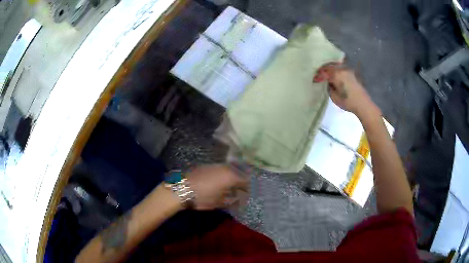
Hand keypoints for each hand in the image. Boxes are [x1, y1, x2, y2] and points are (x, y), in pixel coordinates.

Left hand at [185, 165, 247, 209]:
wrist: (182, 188)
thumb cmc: (203, 197)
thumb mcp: (219, 202)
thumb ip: (232, 200)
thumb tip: (239, 199)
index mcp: (231, 176)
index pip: (245, 181)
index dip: (247, 189)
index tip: (246, 196)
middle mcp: (225, 167)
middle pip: (238, 173)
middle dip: (240, 182)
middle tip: (239, 191)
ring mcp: (215, 165)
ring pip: (229, 170)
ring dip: (231, 177)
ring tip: (230, 187)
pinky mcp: (207, 166)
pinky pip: (220, 169)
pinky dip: (223, 175)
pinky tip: (219, 182)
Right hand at [314, 64, 373, 114]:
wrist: (363, 104)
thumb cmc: (348, 102)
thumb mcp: (334, 97)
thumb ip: (329, 87)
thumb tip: (327, 83)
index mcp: (336, 74)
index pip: (324, 72)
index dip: (318, 76)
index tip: (314, 79)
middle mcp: (341, 69)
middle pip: (330, 66)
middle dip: (324, 70)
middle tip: (319, 75)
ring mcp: (348, 70)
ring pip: (336, 67)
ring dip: (331, 69)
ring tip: (327, 74)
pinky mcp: (352, 74)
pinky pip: (342, 69)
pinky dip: (337, 71)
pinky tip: (336, 76)